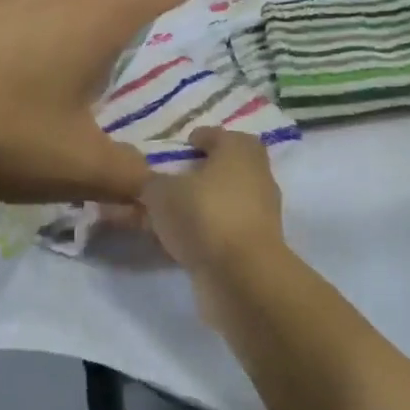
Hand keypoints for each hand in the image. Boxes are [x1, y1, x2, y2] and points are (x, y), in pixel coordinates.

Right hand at [139, 128, 286, 282]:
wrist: (241, 274)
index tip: (185, 144)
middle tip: (177, 177)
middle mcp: (256, 176)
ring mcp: (260, 212)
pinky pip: (225, 228)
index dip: (200, 138)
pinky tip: (180, 240)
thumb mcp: (162, 193)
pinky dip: (206, 230)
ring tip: (170, 213)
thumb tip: (149, 183)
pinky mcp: (256, 244)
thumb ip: (151, 183)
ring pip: (226, 200)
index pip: (220, 135)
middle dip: (205, 170)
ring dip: (203, 203)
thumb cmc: (204, 215)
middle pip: (228, 166)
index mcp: (239, 150)